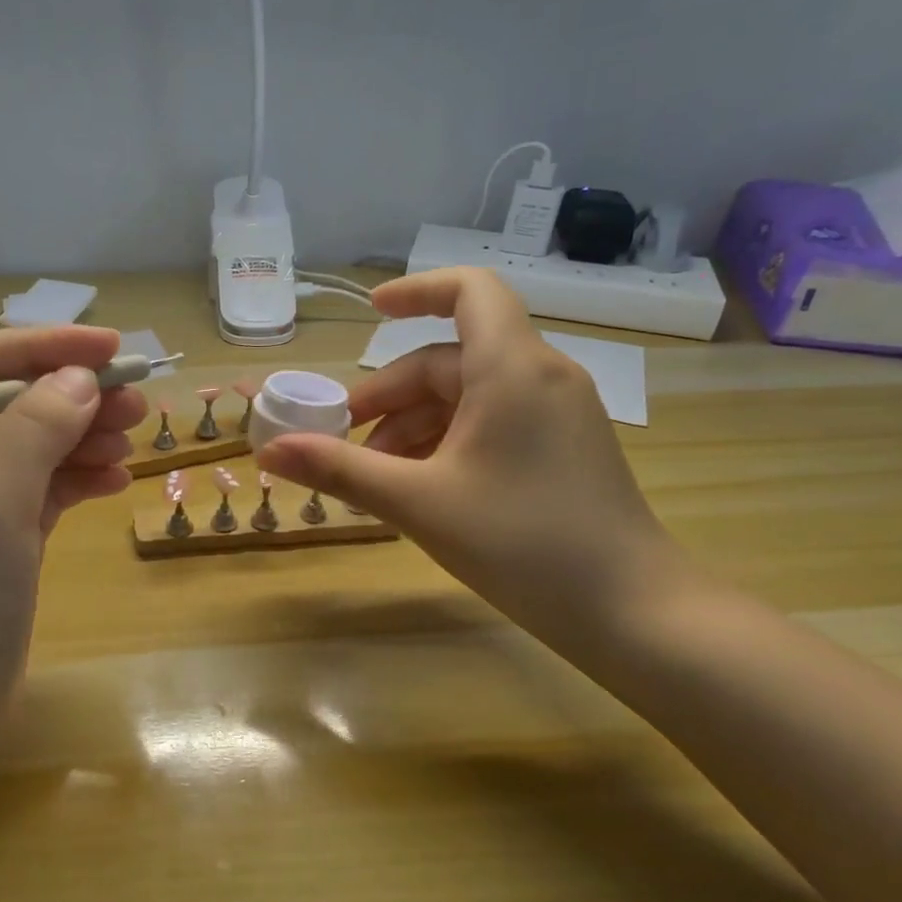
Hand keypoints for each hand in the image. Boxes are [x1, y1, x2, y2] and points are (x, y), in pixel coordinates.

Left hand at [0, 326, 146, 787]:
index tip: (111, 348)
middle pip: (15, 405)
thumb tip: (78, 379)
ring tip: (135, 439)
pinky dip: (79, 481)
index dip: (45, 347)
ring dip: (85, 437)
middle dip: (76, 396)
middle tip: (139, 400)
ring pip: (36, 449)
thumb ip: (33, 428)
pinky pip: (45, 493)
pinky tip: (117, 481)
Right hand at [256, 267, 685, 654]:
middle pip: (450, 358)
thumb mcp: (418, 503)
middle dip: (391, 395)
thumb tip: (269, 450)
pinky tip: (421, 489)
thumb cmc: (522, 544)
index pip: (469, 290)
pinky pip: (494, 423)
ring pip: (469, 396)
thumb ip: (340, 469)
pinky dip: (449, 442)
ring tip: (377, 477)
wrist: (632, 611)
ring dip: (415, 426)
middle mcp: (541, 376)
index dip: (416, 290)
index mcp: (511, 368)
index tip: (369, 313)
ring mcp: (558, 413)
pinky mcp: (564, 447)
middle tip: (344, 441)